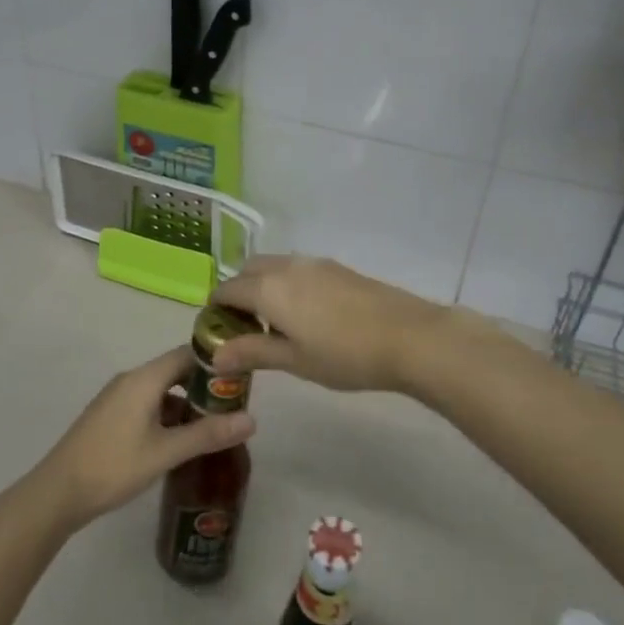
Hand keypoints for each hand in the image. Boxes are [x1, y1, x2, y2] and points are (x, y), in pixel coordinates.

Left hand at [31, 346, 254, 532]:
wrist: (59, 492)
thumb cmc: (114, 466)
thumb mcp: (166, 452)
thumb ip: (208, 434)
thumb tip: (252, 420)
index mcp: (144, 378)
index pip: (187, 353)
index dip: (216, 362)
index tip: (241, 378)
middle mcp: (131, 379)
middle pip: (175, 370)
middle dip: (204, 385)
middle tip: (233, 406)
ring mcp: (117, 397)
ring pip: (161, 389)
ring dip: (186, 403)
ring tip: (213, 426)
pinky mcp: (110, 415)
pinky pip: (147, 403)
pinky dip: (167, 414)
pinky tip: (180, 440)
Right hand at [209, 255, 456, 396]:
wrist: (409, 337)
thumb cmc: (345, 355)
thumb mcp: (294, 361)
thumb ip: (252, 352)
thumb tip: (214, 355)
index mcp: (269, 289)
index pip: (227, 290)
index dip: (216, 309)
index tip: (217, 331)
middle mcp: (287, 267)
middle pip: (249, 270)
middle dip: (239, 292)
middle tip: (245, 327)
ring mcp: (315, 264)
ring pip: (275, 266)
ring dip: (264, 285)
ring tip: (276, 322)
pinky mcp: (337, 268)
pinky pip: (298, 269)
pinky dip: (287, 284)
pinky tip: (306, 314)